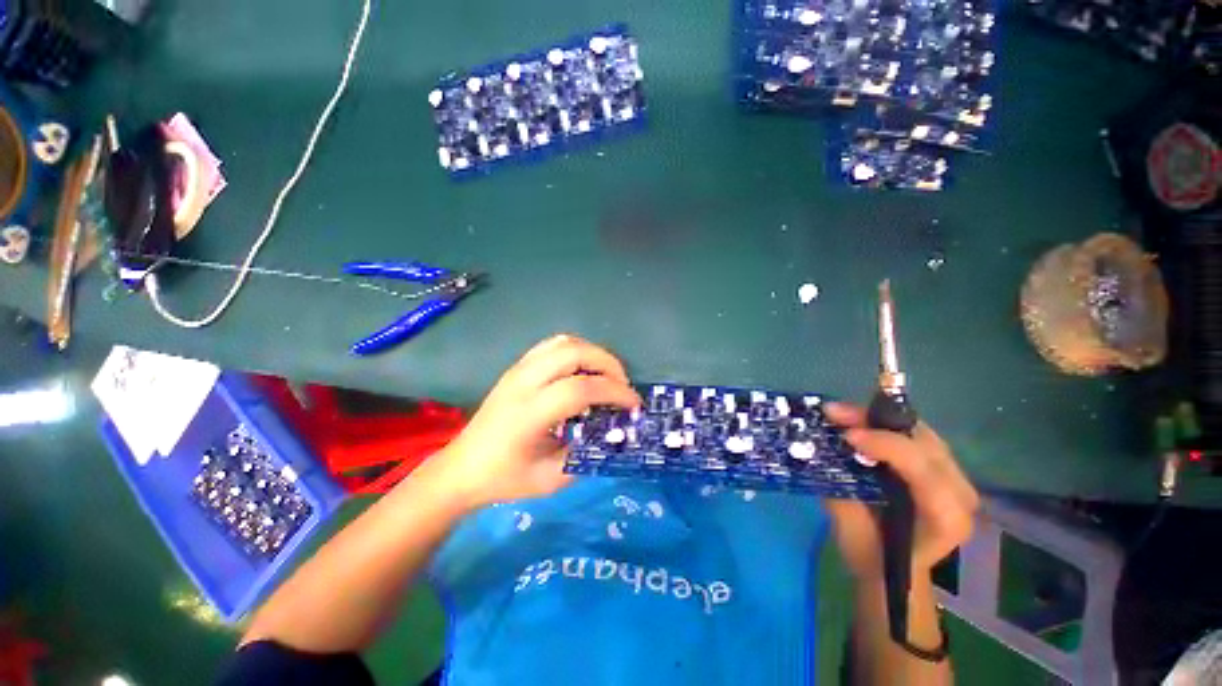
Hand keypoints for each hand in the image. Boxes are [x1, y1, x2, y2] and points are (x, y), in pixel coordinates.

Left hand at [423, 334, 640, 511]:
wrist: (462, 468)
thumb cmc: (504, 478)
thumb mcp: (551, 479)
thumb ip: (585, 453)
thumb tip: (611, 430)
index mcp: (529, 413)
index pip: (581, 389)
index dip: (615, 393)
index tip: (634, 405)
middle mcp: (523, 382)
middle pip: (574, 352)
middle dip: (608, 364)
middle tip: (623, 386)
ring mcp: (518, 369)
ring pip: (564, 342)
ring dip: (593, 353)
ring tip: (606, 375)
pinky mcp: (517, 367)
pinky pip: (553, 345)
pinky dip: (577, 350)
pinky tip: (584, 370)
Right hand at [822, 402, 978, 581]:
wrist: (893, 571)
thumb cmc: (871, 555)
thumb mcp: (851, 528)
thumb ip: (845, 488)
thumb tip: (827, 449)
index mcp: (946, 519)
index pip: (925, 471)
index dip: (887, 446)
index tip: (846, 436)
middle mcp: (961, 495)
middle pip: (923, 443)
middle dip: (877, 422)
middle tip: (834, 414)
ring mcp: (956, 479)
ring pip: (918, 433)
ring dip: (877, 418)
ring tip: (839, 414)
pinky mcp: (943, 468)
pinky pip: (914, 435)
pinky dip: (883, 424)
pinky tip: (855, 421)